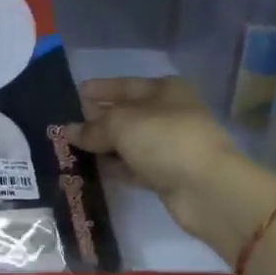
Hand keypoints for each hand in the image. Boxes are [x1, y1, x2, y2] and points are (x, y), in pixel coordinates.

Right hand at [66, 78, 275, 251]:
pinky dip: (116, 167)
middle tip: (67, 124)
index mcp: (165, 90)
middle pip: (127, 113)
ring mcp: (170, 146)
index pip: (126, 85)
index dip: (101, 89)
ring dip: (104, 146)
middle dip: (99, 119)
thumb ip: (93, 127)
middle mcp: (169, 114)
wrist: (208, 189)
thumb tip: (69, 131)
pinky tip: (93, 169)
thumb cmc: (165, 139)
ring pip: (130, 142)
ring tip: (72, 149)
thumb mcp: (121, 124)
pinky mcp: (168, 175)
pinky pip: (134, 166)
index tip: (76, 93)